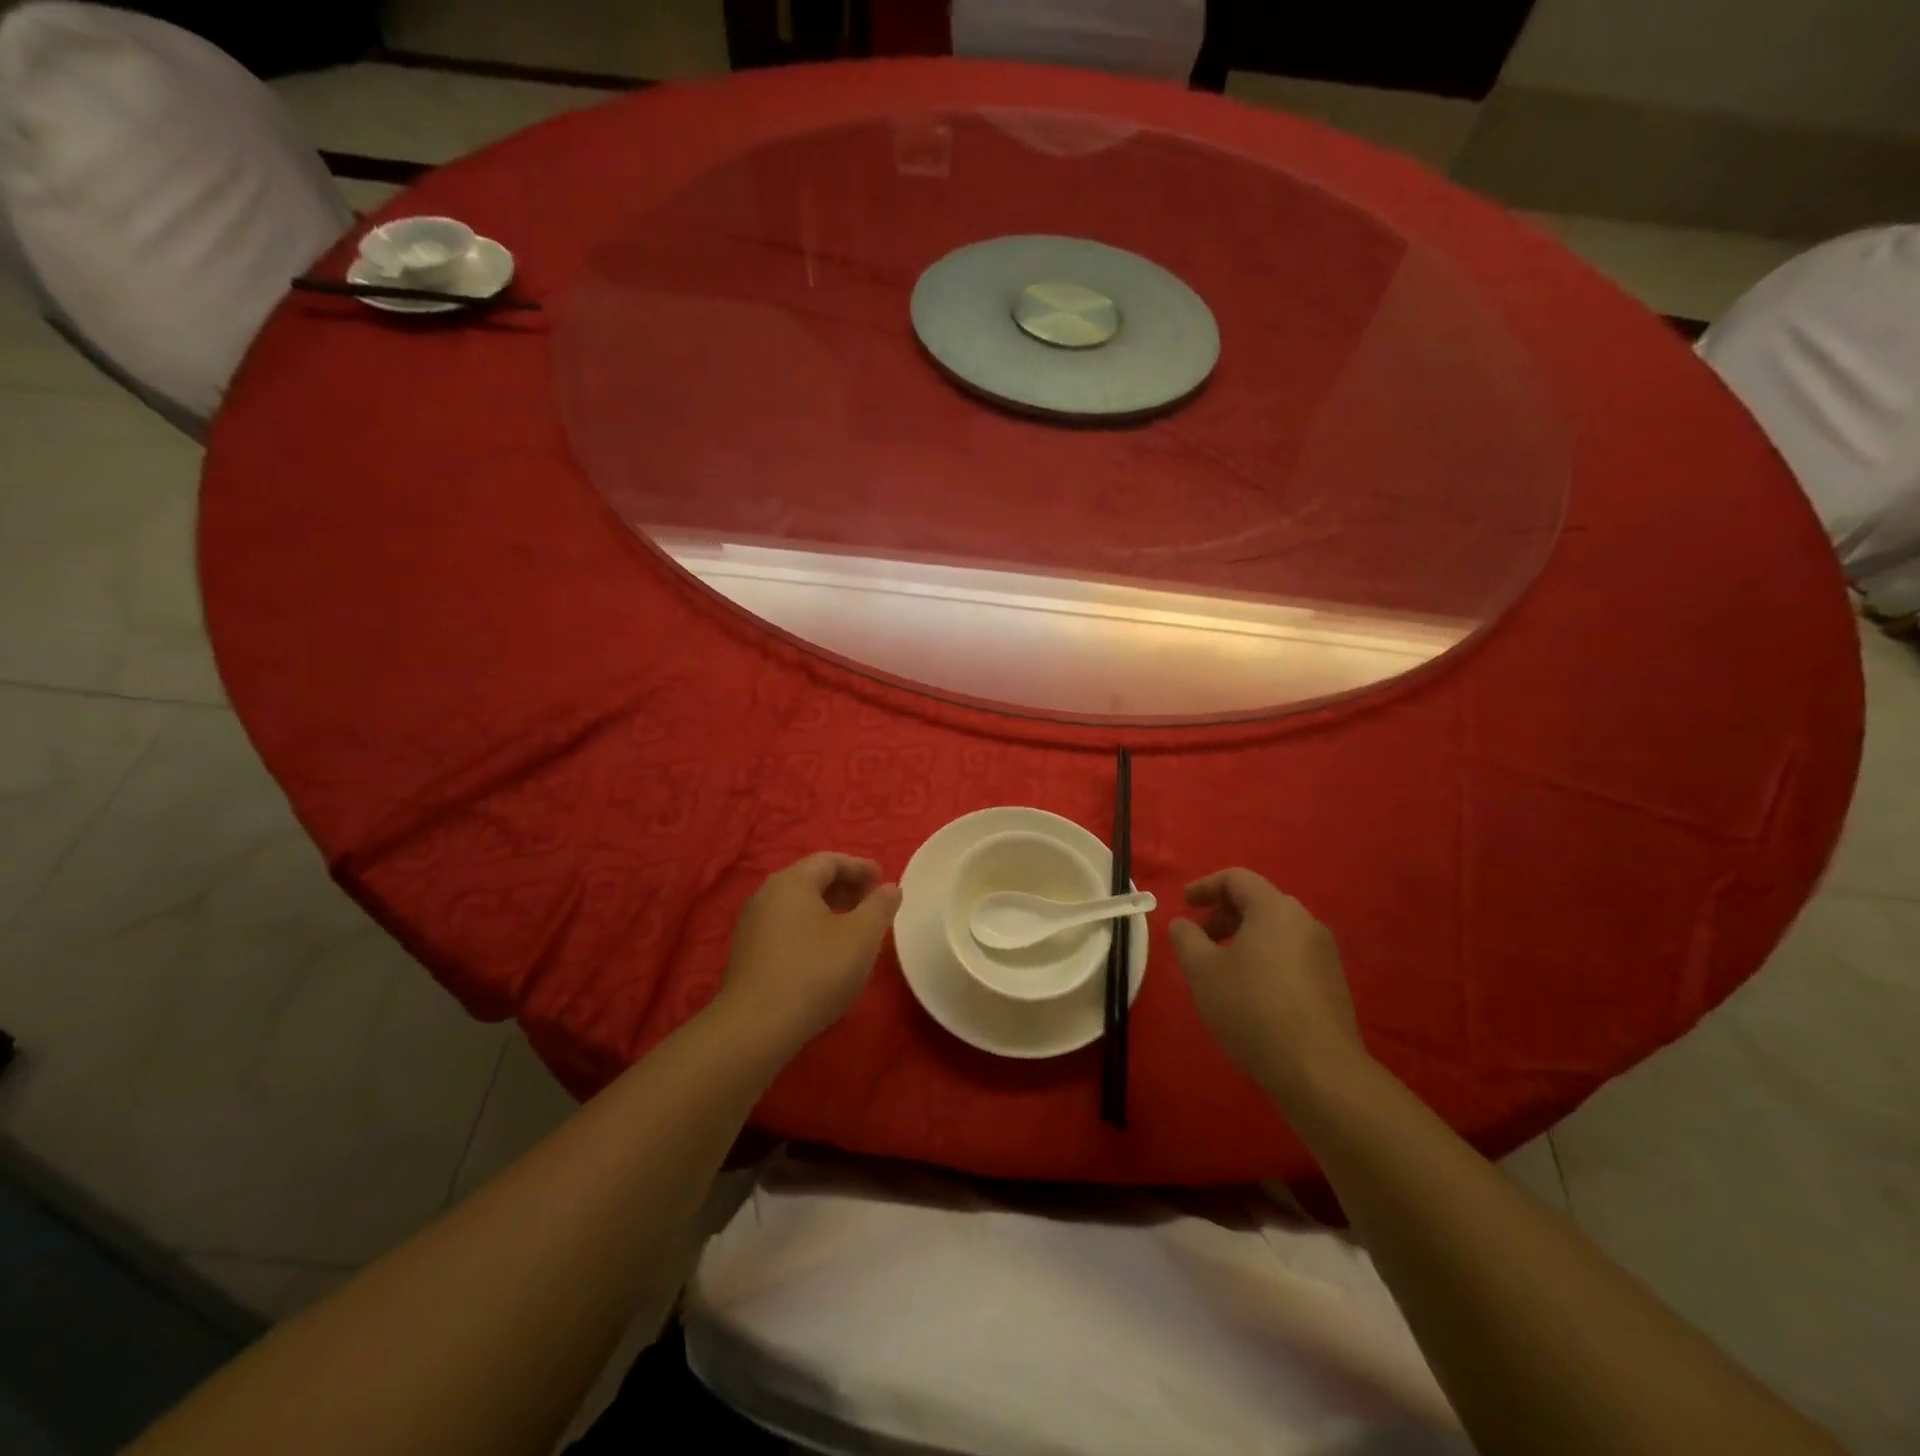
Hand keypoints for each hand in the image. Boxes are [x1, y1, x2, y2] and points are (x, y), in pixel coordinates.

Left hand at [717, 852, 902, 1049]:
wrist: (756, 1027)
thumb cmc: (815, 971)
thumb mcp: (862, 936)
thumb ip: (880, 906)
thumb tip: (889, 888)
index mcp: (792, 882)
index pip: (830, 861)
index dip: (860, 867)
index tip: (884, 881)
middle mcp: (766, 895)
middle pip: (811, 880)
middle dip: (846, 887)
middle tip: (873, 904)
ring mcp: (752, 925)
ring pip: (798, 906)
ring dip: (829, 910)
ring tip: (854, 929)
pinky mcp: (747, 954)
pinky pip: (786, 927)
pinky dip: (811, 928)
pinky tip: (826, 953)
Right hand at [1168, 868, 1366, 1094]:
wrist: (1319, 1069)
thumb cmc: (1252, 1008)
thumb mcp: (1202, 971)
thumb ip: (1186, 939)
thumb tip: (1183, 924)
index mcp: (1274, 909)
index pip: (1236, 879)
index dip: (1205, 887)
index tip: (1184, 904)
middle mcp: (1304, 922)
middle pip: (1258, 902)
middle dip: (1223, 915)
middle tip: (1199, 939)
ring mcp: (1324, 953)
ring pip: (1276, 930)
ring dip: (1244, 938)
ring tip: (1221, 968)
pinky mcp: (1333, 982)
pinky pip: (1291, 954)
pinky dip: (1265, 958)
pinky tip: (1251, 991)